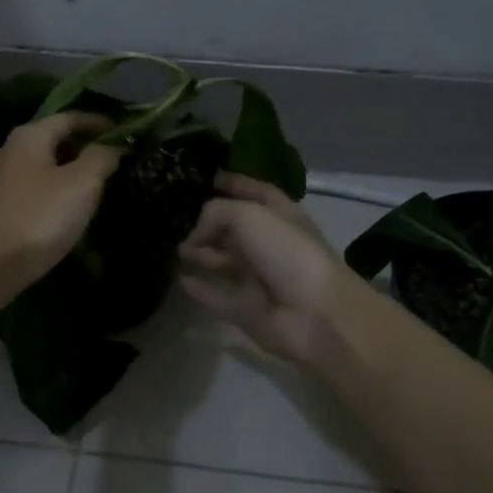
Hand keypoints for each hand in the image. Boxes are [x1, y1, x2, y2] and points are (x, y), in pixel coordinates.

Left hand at [0, 112, 121, 306]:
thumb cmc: (43, 215)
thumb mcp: (83, 182)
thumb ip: (101, 157)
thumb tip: (113, 146)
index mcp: (29, 136)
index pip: (69, 118)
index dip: (98, 123)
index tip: (123, 132)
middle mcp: (8, 150)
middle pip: (52, 140)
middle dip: (82, 146)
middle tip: (110, 159)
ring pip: (40, 166)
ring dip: (66, 170)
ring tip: (91, 183)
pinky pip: (30, 188)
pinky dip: (51, 189)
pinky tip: (64, 206)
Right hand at [178, 173, 362, 364]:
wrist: (315, 315)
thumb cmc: (288, 254)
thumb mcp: (249, 216)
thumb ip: (216, 214)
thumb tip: (194, 237)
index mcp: (282, 217)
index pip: (257, 192)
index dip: (236, 183)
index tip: (210, 178)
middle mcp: (271, 245)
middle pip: (237, 229)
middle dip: (211, 223)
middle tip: (179, 221)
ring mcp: (260, 279)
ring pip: (225, 262)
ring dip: (202, 254)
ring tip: (177, 249)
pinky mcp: (248, 310)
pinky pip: (218, 296)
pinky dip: (200, 289)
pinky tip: (181, 280)